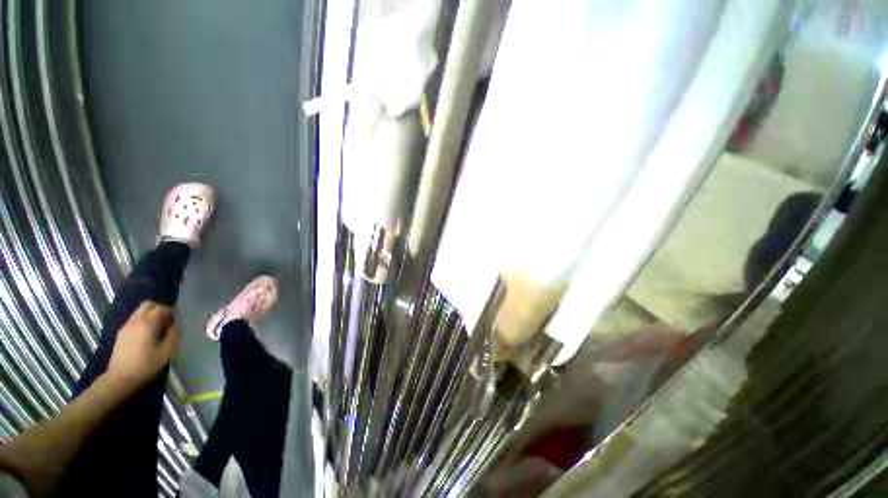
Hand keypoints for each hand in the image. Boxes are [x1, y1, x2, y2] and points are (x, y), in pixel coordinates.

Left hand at [107, 302, 178, 387]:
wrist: (120, 378)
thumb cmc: (146, 364)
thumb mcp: (167, 351)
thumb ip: (173, 334)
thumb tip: (176, 324)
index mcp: (148, 323)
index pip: (161, 308)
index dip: (171, 311)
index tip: (177, 320)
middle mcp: (136, 320)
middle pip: (148, 305)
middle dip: (159, 309)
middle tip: (167, 320)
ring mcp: (126, 326)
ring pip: (140, 311)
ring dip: (150, 315)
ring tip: (158, 328)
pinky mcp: (121, 333)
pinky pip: (134, 319)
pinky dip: (143, 321)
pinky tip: (147, 334)